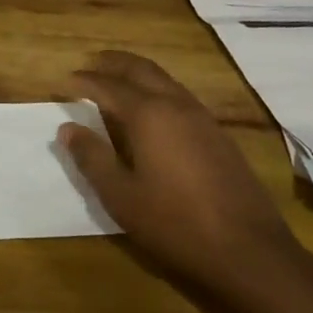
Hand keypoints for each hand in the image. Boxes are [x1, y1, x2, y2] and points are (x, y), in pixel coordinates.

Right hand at [62, 51, 295, 293]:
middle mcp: (176, 104)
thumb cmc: (175, 223)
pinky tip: (153, 111)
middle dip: (113, 63)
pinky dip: (158, 90)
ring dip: (138, 73)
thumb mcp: (121, 196)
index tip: (64, 81)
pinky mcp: (219, 135)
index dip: (83, 81)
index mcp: (148, 114)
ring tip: (118, 80)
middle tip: (91, 62)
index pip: (108, 86)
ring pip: (165, 80)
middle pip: (141, 69)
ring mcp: (203, 118)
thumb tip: (67, 128)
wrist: (249, 250)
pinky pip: (181, 96)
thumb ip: (92, 158)